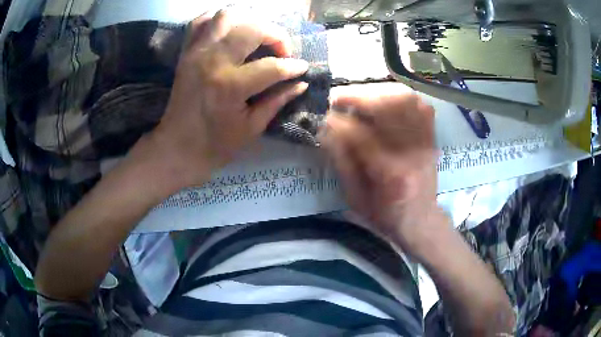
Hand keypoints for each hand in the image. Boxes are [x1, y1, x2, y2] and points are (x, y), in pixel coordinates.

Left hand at [149, 11, 308, 189]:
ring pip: (227, 16)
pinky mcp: (187, 52)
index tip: (302, 68)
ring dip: (248, 22)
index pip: (272, 66)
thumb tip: (301, 83)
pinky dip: (218, 20)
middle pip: (252, 29)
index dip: (293, 66)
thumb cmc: (216, 144)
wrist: (177, 147)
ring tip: (257, 37)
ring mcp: (197, 53)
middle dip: (276, 36)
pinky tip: (230, 31)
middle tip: (281, 52)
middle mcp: (213, 61)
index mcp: (230, 86)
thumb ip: (277, 100)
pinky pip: (201, 22)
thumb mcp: (252, 128)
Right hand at [320, 84, 445, 252]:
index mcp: (389, 173)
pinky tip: (388, 100)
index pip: (360, 134)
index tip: (325, 117)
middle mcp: (411, 152)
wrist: (421, 221)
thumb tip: (326, 130)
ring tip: (362, 97)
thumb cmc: (386, 215)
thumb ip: (342, 162)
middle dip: (358, 96)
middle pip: (387, 107)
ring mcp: (425, 142)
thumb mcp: (356, 198)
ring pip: (406, 101)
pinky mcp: (432, 139)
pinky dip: (403, 97)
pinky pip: (421, 107)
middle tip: (339, 98)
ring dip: (379, 92)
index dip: (338, 121)